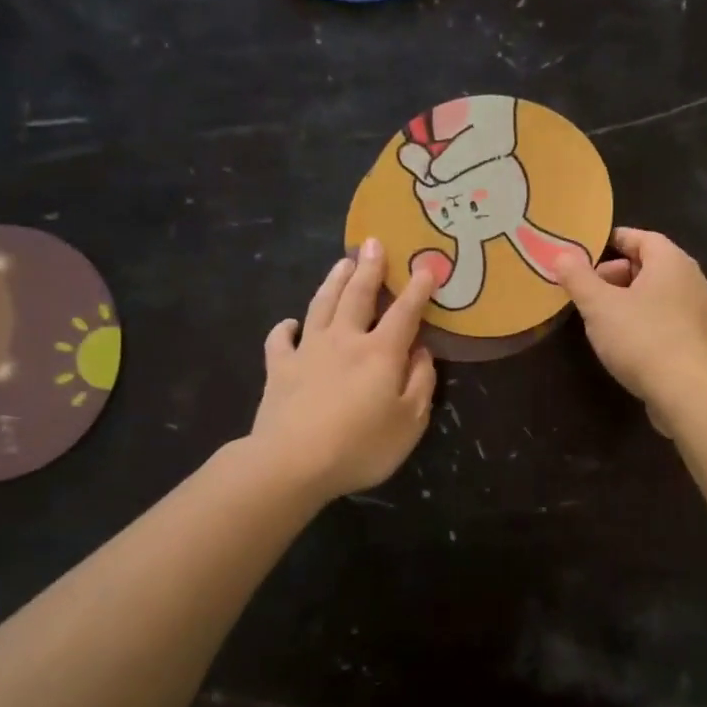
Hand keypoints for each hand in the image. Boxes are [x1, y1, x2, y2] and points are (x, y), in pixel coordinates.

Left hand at [250, 239, 436, 499]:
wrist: (292, 463)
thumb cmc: (361, 446)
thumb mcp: (410, 421)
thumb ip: (421, 382)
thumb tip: (422, 351)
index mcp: (381, 352)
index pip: (405, 312)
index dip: (418, 288)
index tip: (427, 266)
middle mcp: (345, 340)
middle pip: (358, 295)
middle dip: (369, 268)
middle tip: (373, 243)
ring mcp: (308, 351)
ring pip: (322, 305)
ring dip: (333, 282)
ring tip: (342, 263)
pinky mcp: (279, 368)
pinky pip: (280, 340)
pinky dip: (285, 328)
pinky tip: (291, 323)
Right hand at [556, 227, 706, 433]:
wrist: (685, 390)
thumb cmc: (640, 337)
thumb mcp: (598, 305)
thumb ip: (578, 277)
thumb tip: (563, 255)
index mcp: (671, 260)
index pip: (641, 237)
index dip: (612, 241)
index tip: (585, 252)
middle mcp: (691, 278)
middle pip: (649, 264)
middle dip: (615, 273)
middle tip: (588, 291)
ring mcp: (698, 309)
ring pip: (657, 292)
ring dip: (628, 298)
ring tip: (601, 316)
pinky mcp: (697, 338)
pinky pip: (666, 316)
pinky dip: (644, 318)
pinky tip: (625, 339)